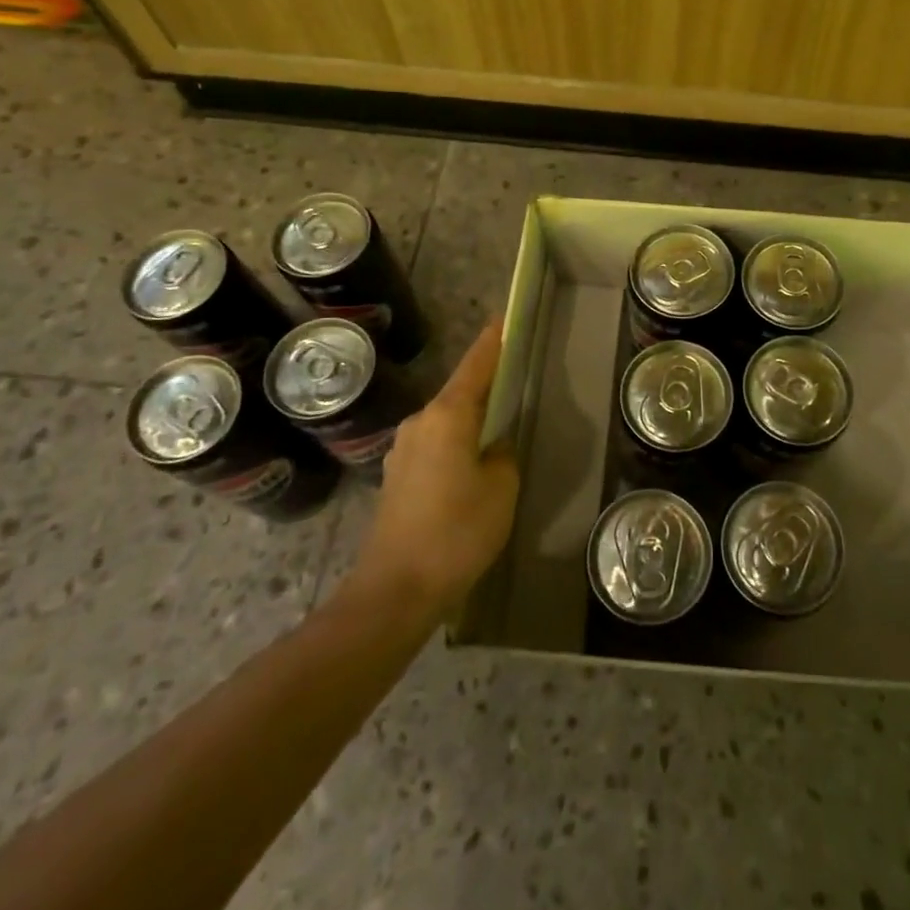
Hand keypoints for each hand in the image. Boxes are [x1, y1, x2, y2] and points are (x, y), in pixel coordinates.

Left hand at [340, 322, 519, 616]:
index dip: (492, 342)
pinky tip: (469, 468)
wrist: (395, 590)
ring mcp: (402, 450)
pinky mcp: (396, 478)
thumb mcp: (501, 488)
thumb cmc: (457, 532)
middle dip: (485, 385)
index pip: (476, 366)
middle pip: (459, 392)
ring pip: (445, 421)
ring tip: (495, 432)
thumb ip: (502, 455)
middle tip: (513, 383)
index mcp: (447, 415)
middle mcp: (419, 423)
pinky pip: (434, 445)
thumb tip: (491, 448)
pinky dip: (454, 444)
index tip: (503, 318)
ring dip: (469, 420)